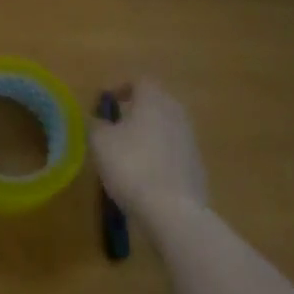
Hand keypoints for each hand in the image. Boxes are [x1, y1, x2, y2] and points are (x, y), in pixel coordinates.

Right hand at [90, 78, 210, 226]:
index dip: (122, 88)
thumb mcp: (100, 142)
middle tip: (117, 125)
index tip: (107, 103)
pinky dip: (160, 156)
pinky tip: (146, 175)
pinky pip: (174, 152)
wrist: (172, 211)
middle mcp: (176, 114)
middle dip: (138, 110)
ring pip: (167, 127)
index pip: (140, 81)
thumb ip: (96, 124)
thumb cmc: (131, 166)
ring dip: (149, 134)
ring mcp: (191, 141)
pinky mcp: (197, 167)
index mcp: (153, 101)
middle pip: (157, 102)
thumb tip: (99, 120)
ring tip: (129, 152)